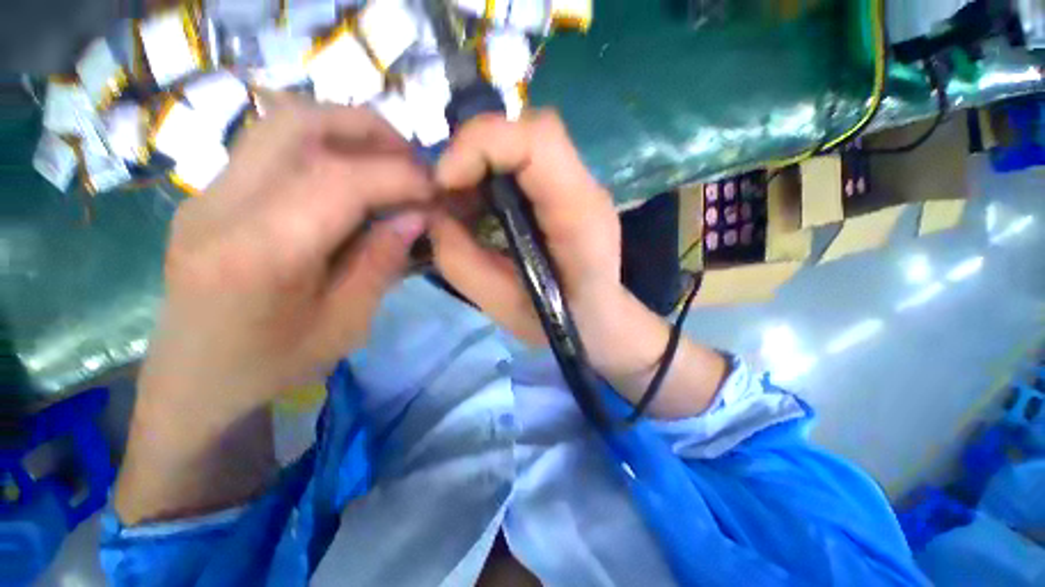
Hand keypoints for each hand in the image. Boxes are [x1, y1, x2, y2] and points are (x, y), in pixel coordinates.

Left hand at [117, 96, 431, 522]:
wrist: (195, 386)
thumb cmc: (277, 367)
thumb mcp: (347, 322)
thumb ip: (381, 259)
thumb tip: (413, 214)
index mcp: (260, 251)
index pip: (343, 181)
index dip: (401, 175)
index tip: (440, 186)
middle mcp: (227, 203)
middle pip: (300, 122)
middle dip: (372, 130)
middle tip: (416, 158)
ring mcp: (213, 189)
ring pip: (284, 119)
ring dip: (349, 130)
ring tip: (392, 159)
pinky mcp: (215, 191)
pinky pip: (276, 141)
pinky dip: (326, 144)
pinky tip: (355, 174)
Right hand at [430, 111, 665, 380]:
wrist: (600, 321)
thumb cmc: (562, 324)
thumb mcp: (505, 307)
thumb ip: (462, 262)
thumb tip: (433, 215)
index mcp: (579, 214)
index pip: (538, 140)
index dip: (480, 144)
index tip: (444, 182)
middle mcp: (584, 188)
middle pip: (528, 130)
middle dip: (474, 152)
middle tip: (446, 194)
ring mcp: (578, 186)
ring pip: (523, 142)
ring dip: (479, 164)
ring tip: (460, 206)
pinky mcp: (565, 191)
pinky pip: (523, 163)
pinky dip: (490, 176)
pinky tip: (480, 209)